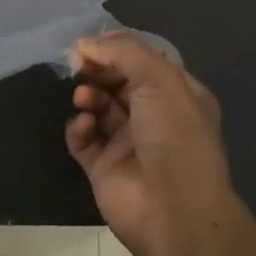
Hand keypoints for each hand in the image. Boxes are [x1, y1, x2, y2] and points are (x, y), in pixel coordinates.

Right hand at [67, 31, 238, 255]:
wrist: (174, 211)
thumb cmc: (174, 137)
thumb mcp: (160, 80)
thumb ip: (123, 53)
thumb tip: (84, 43)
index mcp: (177, 94)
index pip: (143, 61)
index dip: (116, 49)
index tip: (90, 44)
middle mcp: (154, 116)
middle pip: (117, 81)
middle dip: (97, 70)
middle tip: (79, 65)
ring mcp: (127, 142)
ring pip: (98, 107)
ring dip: (88, 96)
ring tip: (84, 99)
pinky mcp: (103, 166)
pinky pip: (83, 138)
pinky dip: (79, 127)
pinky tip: (83, 126)